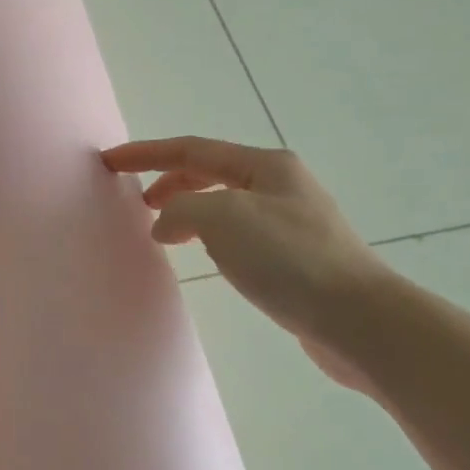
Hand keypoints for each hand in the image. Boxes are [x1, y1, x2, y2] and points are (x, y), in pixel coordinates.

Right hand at [102, 136, 391, 391]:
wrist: (360, 319)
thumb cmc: (290, 258)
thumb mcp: (224, 219)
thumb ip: (182, 209)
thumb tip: (166, 224)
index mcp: (265, 166)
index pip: (192, 150)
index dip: (146, 154)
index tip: (109, 161)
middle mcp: (280, 186)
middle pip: (210, 172)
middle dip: (169, 181)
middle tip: (137, 203)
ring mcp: (291, 222)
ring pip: (224, 205)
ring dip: (189, 210)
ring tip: (163, 232)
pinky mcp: (296, 259)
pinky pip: (238, 235)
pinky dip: (209, 237)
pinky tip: (205, 257)